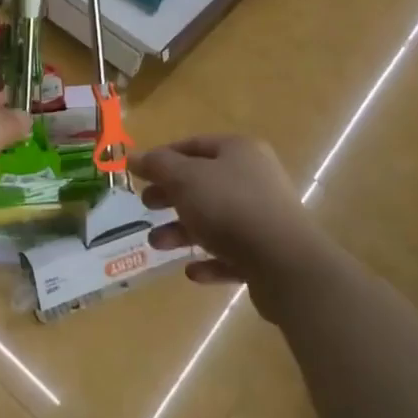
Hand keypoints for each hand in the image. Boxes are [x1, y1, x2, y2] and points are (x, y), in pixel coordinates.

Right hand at [133, 135, 336, 315]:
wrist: (284, 262)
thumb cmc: (229, 207)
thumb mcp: (185, 179)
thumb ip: (158, 166)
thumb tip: (133, 156)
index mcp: (238, 150)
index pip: (194, 145)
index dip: (163, 157)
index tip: (138, 173)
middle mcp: (254, 177)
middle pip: (203, 182)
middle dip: (171, 196)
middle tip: (146, 206)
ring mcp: (264, 216)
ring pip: (215, 220)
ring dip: (183, 231)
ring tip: (157, 244)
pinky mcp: (267, 253)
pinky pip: (231, 253)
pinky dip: (210, 260)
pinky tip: (192, 272)